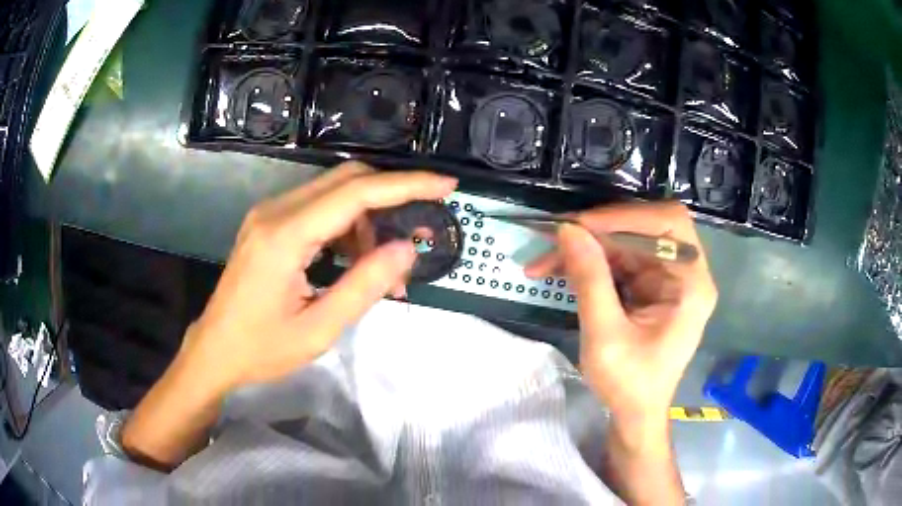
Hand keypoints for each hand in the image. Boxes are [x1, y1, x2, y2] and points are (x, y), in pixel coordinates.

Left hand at [185, 162, 457, 392]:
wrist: (214, 350)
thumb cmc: (261, 349)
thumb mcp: (318, 329)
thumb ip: (364, 286)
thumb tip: (407, 248)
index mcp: (285, 235)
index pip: (356, 193)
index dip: (406, 185)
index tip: (446, 186)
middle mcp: (276, 211)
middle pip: (346, 179)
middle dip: (390, 197)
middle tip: (418, 231)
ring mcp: (269, 214)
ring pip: (334, 192)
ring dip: (367, 219)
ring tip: (382, 265)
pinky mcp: (269, 224)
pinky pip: (318, 208)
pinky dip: (346, 227)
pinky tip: (354, 261)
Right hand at [525, 202, 716, 428]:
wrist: (635, 414)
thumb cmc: (630, 384)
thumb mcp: (605, 337)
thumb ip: (590, 281)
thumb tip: (567, 229)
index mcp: (691, 283)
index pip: (668, 223)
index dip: (625, 215)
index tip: (580, 226)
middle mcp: (685, 271)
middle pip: (644, 227)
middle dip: (596, 232)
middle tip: (554, 240)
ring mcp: (667, 277)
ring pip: (625, 241)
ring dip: (585, 248)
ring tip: (544, 263)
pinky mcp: (650, 285)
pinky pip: (619, 259)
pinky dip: (589, 262)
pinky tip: (560, 270)